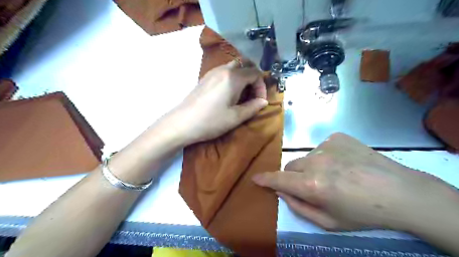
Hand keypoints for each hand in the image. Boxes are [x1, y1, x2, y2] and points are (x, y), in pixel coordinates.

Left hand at [172, 61, 266, 144]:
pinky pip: (223, 72)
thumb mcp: (235, 117)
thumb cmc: (211, 121)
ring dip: (242, 78)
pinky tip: (228, 94)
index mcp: (233, 77)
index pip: (255, 73)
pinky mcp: (205, 78)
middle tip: (252, 95)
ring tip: (241, 95)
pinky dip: (232, 79)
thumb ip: (252, 107)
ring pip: (233, 67)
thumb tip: (263, 102)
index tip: (259, 101)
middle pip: (245, 65)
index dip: (261, 86)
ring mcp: (212, 72)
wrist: (182, 123)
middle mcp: (223, 69)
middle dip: (253, 79)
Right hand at [253, 134, 452, 231]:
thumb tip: (281, 191)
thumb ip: (299, 207)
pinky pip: (321, 148)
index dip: (265, 179)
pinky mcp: (337, 137)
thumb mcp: (329, 222)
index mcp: (313, 185)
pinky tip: (344, 163)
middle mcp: (316, 161)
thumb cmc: (363, 213)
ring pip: (306, 157)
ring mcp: (327, 146)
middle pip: (291, 166)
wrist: (400, 192)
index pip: (279, 179)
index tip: (255, 178)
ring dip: (312, 167)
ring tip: (334, 175)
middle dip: (294, 177)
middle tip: (311, 185)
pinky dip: (326, 157)